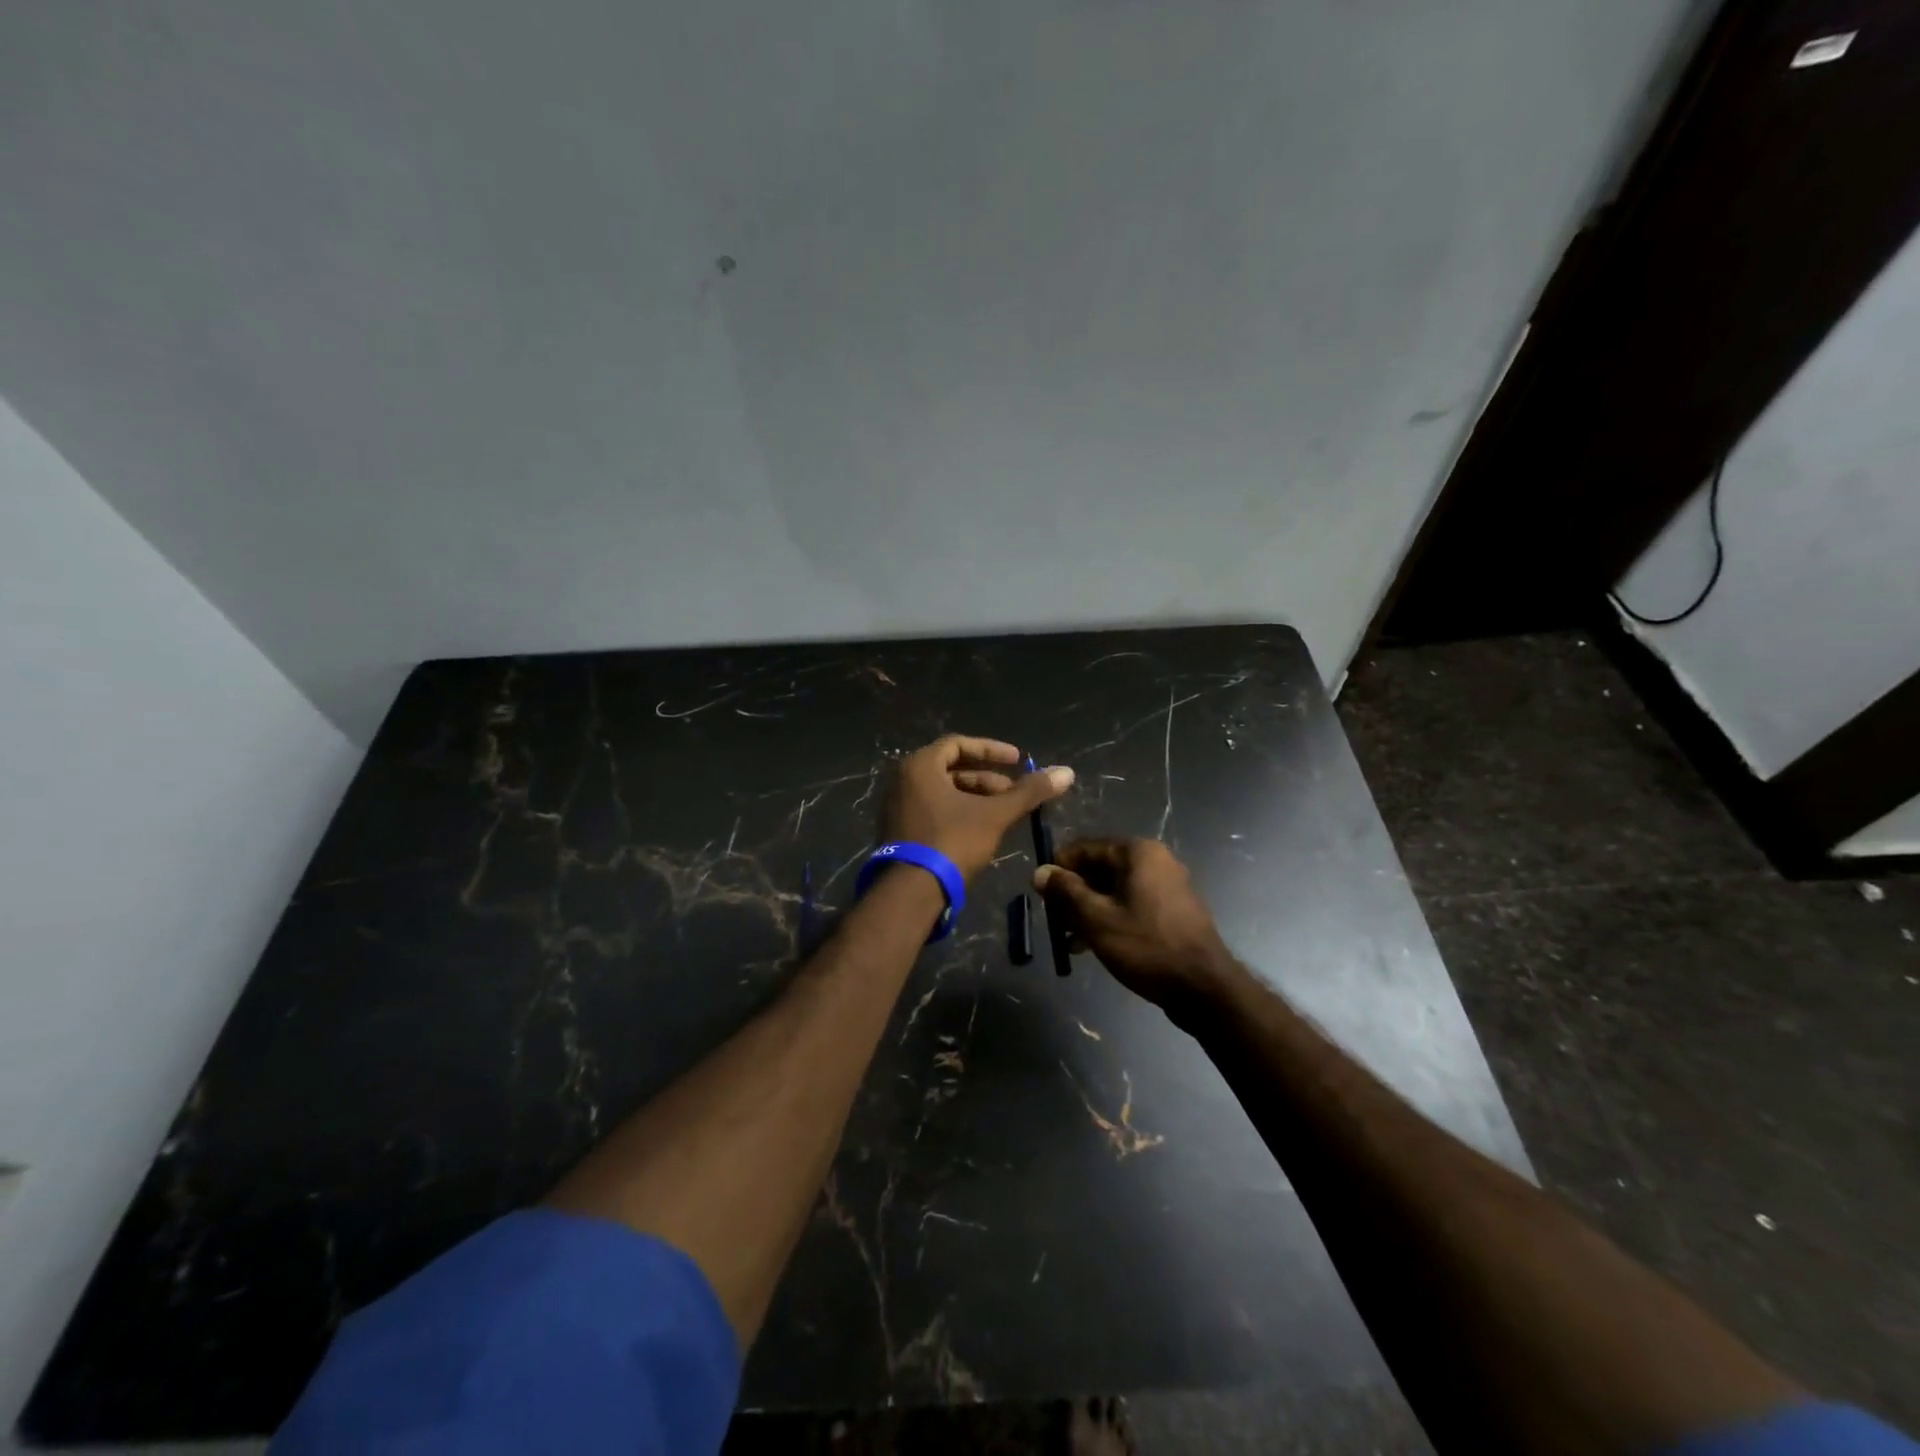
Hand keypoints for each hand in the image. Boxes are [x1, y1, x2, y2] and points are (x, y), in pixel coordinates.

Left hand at [883, 736, 1073, 881]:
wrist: (911, 893)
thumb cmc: (952, 842)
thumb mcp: (995, 815)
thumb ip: (1029, 792)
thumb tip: (1066, 772)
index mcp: (920, 766)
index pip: (958, 744)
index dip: (991, 750)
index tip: (1018, 760)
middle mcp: (903, 780)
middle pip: (951, 769)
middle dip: (987, 780)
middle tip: (1014, 793)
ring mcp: (898, 807)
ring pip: (944, 792)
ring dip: (975, 798)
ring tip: (1004, 814)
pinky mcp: (900, 831)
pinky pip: (933, 810)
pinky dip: (959, 812)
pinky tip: (982, 830)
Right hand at [1033, 838, 1243, 1020]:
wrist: (1204, 987)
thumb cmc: (1146, 946)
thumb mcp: (1096, 919)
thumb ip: (1065, 892)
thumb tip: (1040, 872)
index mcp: (1137, 852)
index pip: (1084, 848)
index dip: (1058, 869)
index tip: (1041, 896)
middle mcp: (1155, 860)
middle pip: (1099, 868)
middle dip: (1074, 893)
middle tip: (1055, 921)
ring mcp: (1168, 885)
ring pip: (1114, 889)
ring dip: (1089, 909)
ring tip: (1070, 940)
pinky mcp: (1174, 909)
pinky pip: (1132, 903)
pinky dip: (1111, 917)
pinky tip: (1094, 945)